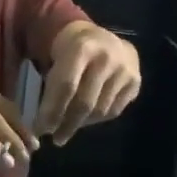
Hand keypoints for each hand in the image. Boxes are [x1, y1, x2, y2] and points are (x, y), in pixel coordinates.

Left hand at [38, 24, 140, 144]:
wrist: (104, 38)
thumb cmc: (71, 50)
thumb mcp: (56, 57)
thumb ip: (52, 84)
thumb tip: (44, 122)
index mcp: (82, 47)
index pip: (66, 86)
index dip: (52, 111)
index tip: (41, 129)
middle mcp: (107, 57)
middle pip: (85, 102)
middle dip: (67, 124)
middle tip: (56, 138)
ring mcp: (124, 70)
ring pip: (100, 110)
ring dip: (81, 123)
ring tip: (69, 127)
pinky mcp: (136, 81)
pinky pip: (114, 110)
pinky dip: (97, 119)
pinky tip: (87, 117)